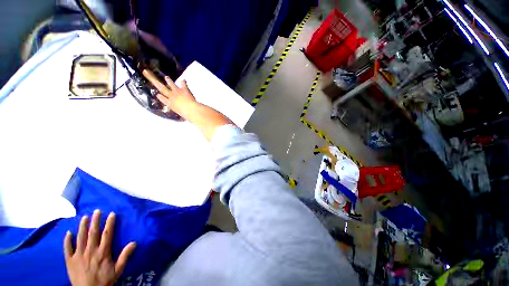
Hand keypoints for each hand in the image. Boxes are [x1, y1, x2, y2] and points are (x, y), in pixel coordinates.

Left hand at [64, 210, 135, 285]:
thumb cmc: (105, 280)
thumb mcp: (118, 270)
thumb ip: (125, 256)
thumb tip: (134, 242)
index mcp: (103, 252)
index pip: (107, 234)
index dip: (109, 223)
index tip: (111, 214)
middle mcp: (91, 251)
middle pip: (93, 233)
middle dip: (95, 221)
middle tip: (97, 211)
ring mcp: (79, 255)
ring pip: (80, 238)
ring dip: (82, 226)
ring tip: (84, 217)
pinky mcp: (70, 261)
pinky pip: (67, 249)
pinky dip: (67, 240)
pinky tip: (68, 233)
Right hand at [142, 69, 195, 115]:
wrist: (190, 109)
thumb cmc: (186, 114)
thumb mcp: (181, 114)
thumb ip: (181, 112)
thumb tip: (183, 113)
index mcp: (170, 104)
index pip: (163, 99)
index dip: (160, 97)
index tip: (158, 95)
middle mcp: (171, 96)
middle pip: (162, 88)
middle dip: (155, 82)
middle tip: (150, 76)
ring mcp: (177, 92)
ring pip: (171, 84)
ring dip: (169, 81)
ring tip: (166, 77)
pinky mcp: (184, 89)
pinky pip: (183, 84)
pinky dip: (183, 82)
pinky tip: (183, 80)